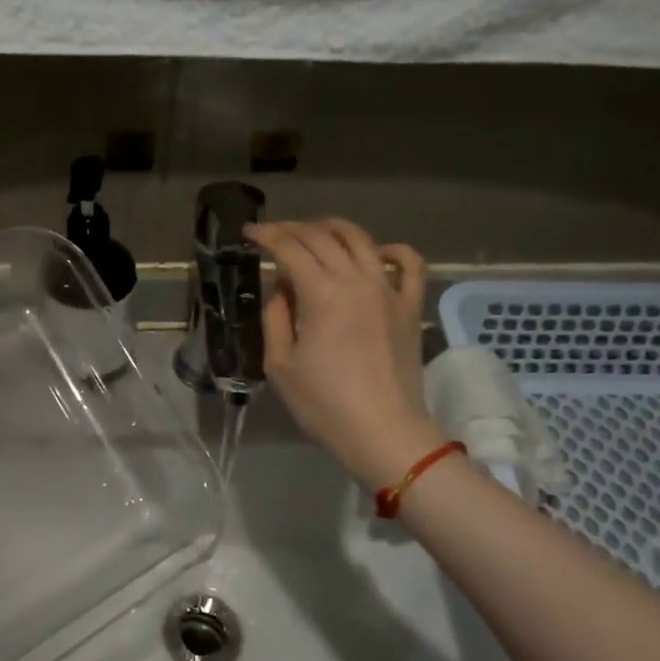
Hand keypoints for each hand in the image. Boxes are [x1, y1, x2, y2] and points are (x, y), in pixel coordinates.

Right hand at [247, 218, 443, 489]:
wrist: (383, 432)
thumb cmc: (324, 404)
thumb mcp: (279, 365)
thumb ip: (275, 318)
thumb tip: (281, 290)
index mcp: (321, 293)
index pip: (290, 249)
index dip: (267, 235)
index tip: (250, 232)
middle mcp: (357, 280)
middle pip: (323, 237)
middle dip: (293, 229)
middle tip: (274, 234)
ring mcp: (388, 290)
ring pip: (362, 240)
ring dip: (334, 229)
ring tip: (316, 232)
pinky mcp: (409, 306)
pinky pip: (410, 264)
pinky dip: (393, 250)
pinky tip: (378, 253)